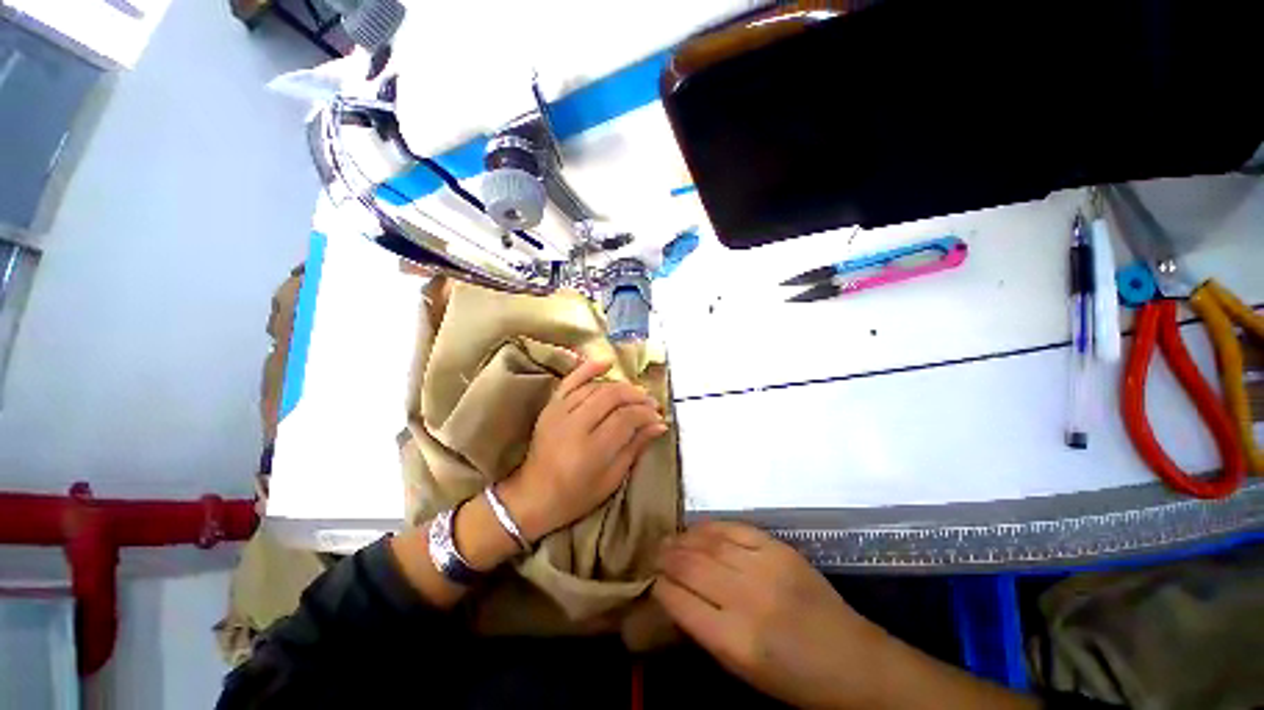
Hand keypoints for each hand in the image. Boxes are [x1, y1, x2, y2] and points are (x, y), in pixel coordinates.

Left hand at [499, 356, 667, 541]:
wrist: (533, 496)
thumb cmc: (576, 495)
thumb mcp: (612, 479)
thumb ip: (635, 447)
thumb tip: (659, 425)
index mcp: (591, 450)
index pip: (626, 418)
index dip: (645, 414)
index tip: (658, 417)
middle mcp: (575, 426)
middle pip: (612, 397)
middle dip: (636, 397)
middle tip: (651, 403)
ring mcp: (559, 413)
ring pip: (596, 388)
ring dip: (620, 387)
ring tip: (635, 393)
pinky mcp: (551, 407)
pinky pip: (571, 381)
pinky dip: (588, 368)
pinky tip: (607, 362)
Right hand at [653, 522, 889, 708]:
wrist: (852, 661)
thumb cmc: (793, 678)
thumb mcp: (742, 669)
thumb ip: (705, 629)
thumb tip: (674, 595)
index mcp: (734, 641)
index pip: (679, 601)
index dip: (660, 586)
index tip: (652, 580)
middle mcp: (746, 598)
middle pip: (690, 566)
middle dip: (666, 557)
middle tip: (654, 553)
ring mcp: (765, 566)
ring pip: (709, 542)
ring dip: (683, 538)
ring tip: (669, 538)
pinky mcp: (779, 548)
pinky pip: (734, 528)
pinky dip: (710, 526)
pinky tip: (698, 529)